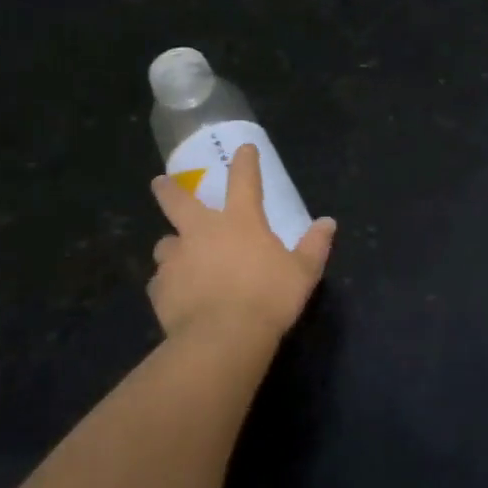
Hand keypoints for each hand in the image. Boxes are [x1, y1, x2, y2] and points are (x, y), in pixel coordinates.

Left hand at [149, 145, 335, 349]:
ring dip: (172, 246)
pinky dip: (168, 283)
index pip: (244, 180)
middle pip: (178, 201)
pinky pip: (160, 281)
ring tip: (178, 257)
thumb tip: (328, 223)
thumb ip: (314, 246)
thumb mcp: (303, 272)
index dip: (245, 162)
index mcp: (240, 221)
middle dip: (169, 190)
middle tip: (159, 183)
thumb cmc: (268, 298)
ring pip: (165, 244)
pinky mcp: (160, 288)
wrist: (222, 338)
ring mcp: (176, 259)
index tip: (244, 149)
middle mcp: (202, 232)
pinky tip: (177, 295)